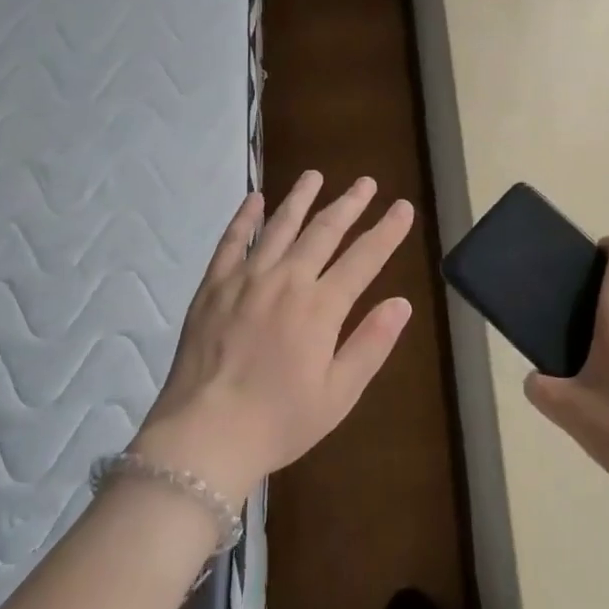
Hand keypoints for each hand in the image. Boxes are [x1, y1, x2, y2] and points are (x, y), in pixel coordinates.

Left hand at [134, 172, 415, 502]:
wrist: (204, 433)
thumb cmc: (279, 421)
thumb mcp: (338, 394)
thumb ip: (371, 344)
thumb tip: (402, 303)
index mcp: (321, 307)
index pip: (364, 258)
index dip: (387, 231)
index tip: (403, 207)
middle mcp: (287, 280)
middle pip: (324, 230)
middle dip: (349, 203)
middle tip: (366, 182)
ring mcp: (246, 278)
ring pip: (280, 225)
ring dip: (301, 198)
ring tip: (315, 175)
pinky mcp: (214, 285)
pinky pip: (233, 240)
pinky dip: (245, 217)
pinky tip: (255, 198)